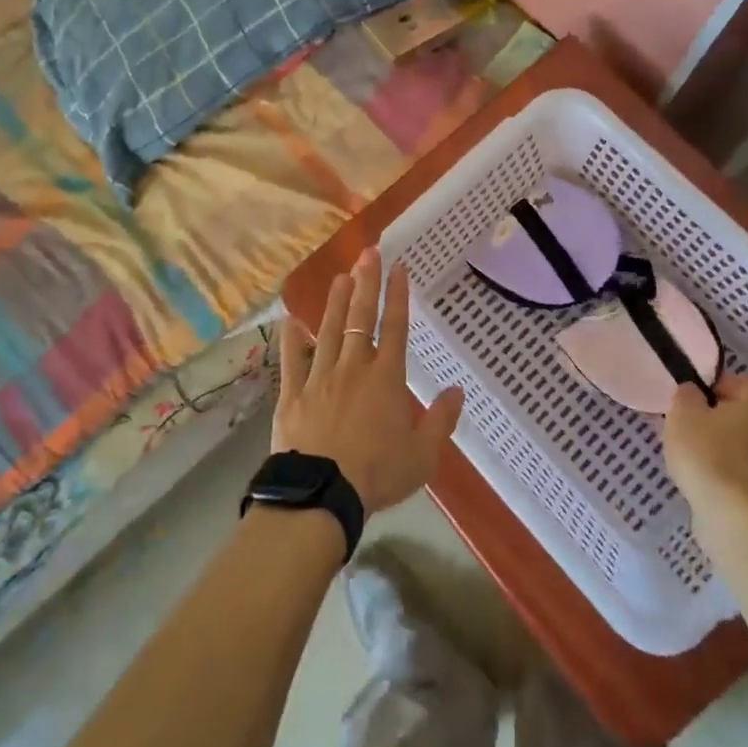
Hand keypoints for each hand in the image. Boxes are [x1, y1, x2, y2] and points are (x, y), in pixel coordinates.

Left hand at [276, 249, 464, 514]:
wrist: (322, 493)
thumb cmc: (378, 474)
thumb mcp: (423, 455)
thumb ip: (441, 420)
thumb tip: (456, 390)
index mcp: (386, 379)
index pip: (396, 327)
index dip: (398, 295)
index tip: (398, 267)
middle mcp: (353, 368)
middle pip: (361, 318)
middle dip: (366, 283)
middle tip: (367, 253)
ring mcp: (319, 377)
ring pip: (329, 331)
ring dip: (336, 302)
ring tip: (340, 276)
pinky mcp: (293, 394)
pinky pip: (292, 360)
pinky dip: (292, 339)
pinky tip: (291, 319)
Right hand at [662, 373, 747, 525]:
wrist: (732, 516)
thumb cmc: (708, 452)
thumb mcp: (683, 412)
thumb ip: (687, 395)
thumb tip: (694, 392)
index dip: (730, 385)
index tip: (704, 397)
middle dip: (722, 418)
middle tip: (693, 424)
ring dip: (724, 446)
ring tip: (693, 454)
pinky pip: (745, 471)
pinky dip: (727, 471)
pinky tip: (703, 478)